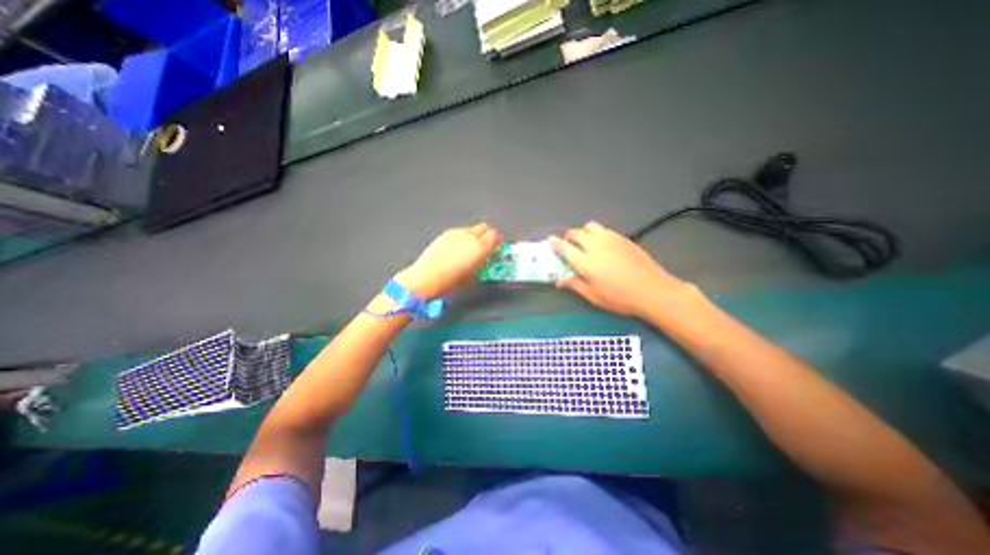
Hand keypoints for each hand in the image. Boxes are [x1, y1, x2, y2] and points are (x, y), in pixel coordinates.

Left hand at [397, 221, 502, 297]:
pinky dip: (463, 237)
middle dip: (488, 235)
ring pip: (471, 228)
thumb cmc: (450, 282)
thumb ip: (483, 262)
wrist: (426, 278)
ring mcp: (455, 233)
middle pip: (485, 227)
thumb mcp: (474, 275)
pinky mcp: (444, 234)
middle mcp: (469, 236)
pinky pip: (459, 231)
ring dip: (475, 236)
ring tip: (470, 249)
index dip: (497, 242)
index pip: (495, 235)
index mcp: (479, 247)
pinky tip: (457, 249)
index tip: (496, 248)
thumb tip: (486, 258)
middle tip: (486, 247)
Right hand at [549, 221, 688, 315]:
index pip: (565, 248)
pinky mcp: (623, 238)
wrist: (653, 290)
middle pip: (576, 233)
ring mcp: (611, 240)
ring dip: (583, 232)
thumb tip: (559, 281)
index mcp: (586, 263)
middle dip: (569, 236)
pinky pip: (604, 229)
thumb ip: (575, 285)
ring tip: (586, 242)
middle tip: (569, 244)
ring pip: (590, 226)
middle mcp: (596, 247)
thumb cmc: (620, 298)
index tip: (551, 240)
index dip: (556, 243)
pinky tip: (603, 244)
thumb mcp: (594, 297)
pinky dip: (597, 233)